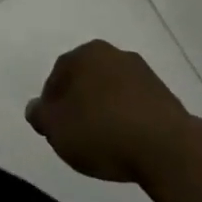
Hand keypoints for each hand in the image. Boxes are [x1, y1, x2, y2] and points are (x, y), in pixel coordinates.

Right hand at [25, 40, 194, 183]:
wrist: (167, 147)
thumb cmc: (102, 131)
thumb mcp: (58, 129)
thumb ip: (41, 116)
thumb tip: (34, 108)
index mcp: (85, 53)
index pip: (58, 74)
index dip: (51, 103)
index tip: (53, 128)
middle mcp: (114, 54)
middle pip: (86, 79)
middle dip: (78, 103)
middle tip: (75, 134)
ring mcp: (142, 73)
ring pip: (112, 90)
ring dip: (104, 110)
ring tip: (103, 142)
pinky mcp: (164, 95)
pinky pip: (135, 105)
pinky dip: (127, 119)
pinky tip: (127, 142)